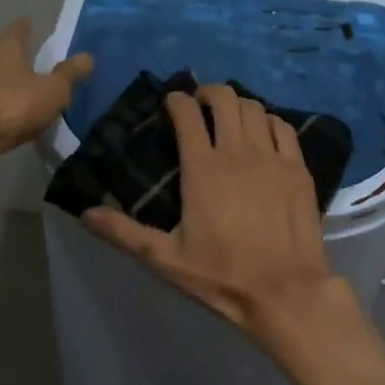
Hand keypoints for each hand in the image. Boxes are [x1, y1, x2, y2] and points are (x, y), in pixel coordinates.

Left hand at [0, 20, 91, 159]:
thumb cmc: (15, 105)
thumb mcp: (54, 90)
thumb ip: (70, 73)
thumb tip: (87, 56)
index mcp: (8, 45)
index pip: (21, 27)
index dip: (32, 28)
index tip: (40, 31)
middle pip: (7, 49)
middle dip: (22, 54)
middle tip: (42, 60)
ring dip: (12, 78)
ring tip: (31, 86)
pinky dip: (3, 98)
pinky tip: (14, 109)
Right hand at [83, 85, 353, 349]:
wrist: (286, 292)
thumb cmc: (223, 275)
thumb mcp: (166, 259)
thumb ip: (124, 233)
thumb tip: (86, 214)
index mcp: (202, 168)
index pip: (187, 114)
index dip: (176, 101)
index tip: (171, 103)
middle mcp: (237, 152)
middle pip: (224, 99)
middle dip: (208, 93)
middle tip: (200, 104)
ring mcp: (272, 157)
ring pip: (254, 108)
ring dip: (238, 104)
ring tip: (230, 116)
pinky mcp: (298, 168)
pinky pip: (284, 127)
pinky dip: (269, 121)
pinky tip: (264, 132)